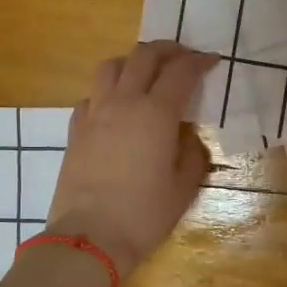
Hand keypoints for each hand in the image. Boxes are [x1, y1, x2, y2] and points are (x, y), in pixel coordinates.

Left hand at [46, 41, 215, 278]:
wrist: (90, 236)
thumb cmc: (144, 214)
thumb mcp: (183, 187)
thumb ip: (191, 154)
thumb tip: (187, 137)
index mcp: (156, 113)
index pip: (181, 71)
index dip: (199, 61)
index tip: (211, 61)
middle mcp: (124, 102)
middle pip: (144, 55)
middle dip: (167, 50)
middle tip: (182, 57)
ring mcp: (95, 112)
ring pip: (111, 66)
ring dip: (132, 62)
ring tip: (145, 74)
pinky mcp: (75, 129)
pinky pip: (91, 95)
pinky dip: (107, 91)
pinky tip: (115, 107)